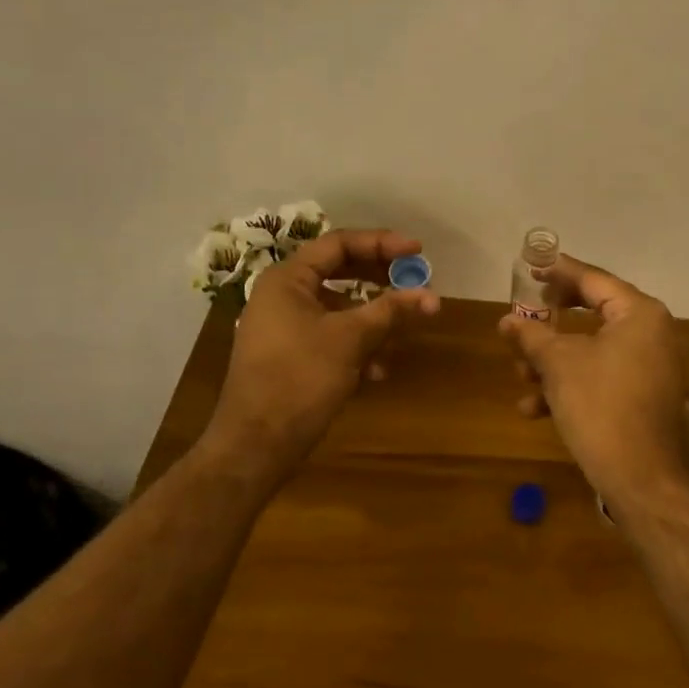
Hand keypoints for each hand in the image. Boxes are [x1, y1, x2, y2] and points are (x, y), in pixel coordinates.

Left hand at [203, 229, 439, 479]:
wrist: (256, 444)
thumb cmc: (300, 378)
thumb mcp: (351, 339)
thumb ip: (391, 311)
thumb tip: (432, 296)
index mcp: (288, 279)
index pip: (339, 244)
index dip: (382, 243)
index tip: (417, 251)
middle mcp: (282, 296)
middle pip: (339, 272)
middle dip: (380, 280)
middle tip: (414, 282)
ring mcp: (284, 327)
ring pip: (338, 309)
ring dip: (372, 319)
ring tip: (402, 333)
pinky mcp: (290, 356)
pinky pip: (330, 336)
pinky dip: (357, 346)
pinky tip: (377, 372)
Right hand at [499, 255, 688, 499]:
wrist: (641, 477)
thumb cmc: (600, 405)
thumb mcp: (558, 364)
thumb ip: (531, 335)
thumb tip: (507, 321)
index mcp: (640, 314)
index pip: (593, 280)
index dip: (558, 272)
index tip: (531, 267)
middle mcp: (654, 333)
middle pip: (593, 313)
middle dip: (551, 323)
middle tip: (525, 316)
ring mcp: (653, 367)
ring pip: (593, 350)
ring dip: (554, 361)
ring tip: (520, 375)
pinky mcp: (646, 396)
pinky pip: (604, 376)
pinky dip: (572, 385)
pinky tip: (536, 409)